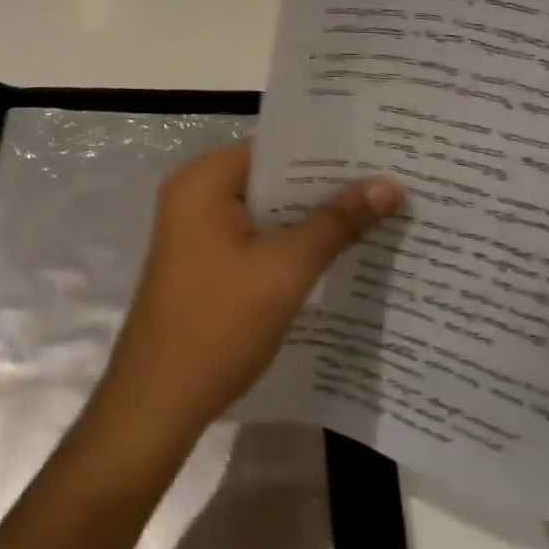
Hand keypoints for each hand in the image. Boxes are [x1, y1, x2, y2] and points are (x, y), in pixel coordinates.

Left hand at [90, 140, 404, 454]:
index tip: (378, 151)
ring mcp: (194, 228)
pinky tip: (334, 252)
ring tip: (375, 212)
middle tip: (389, 182)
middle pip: (270, 176)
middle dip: (325, 186)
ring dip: (310, 216)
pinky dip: (288, 241)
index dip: (327, 150)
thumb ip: (337, 223)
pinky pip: (253, 235)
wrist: (158, 402)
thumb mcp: (286, 270)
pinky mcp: (201, 259)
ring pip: (264, 209)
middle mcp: (194, 193)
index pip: (274, 146)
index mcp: (203, 179)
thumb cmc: (219, 324)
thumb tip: (390, 183)